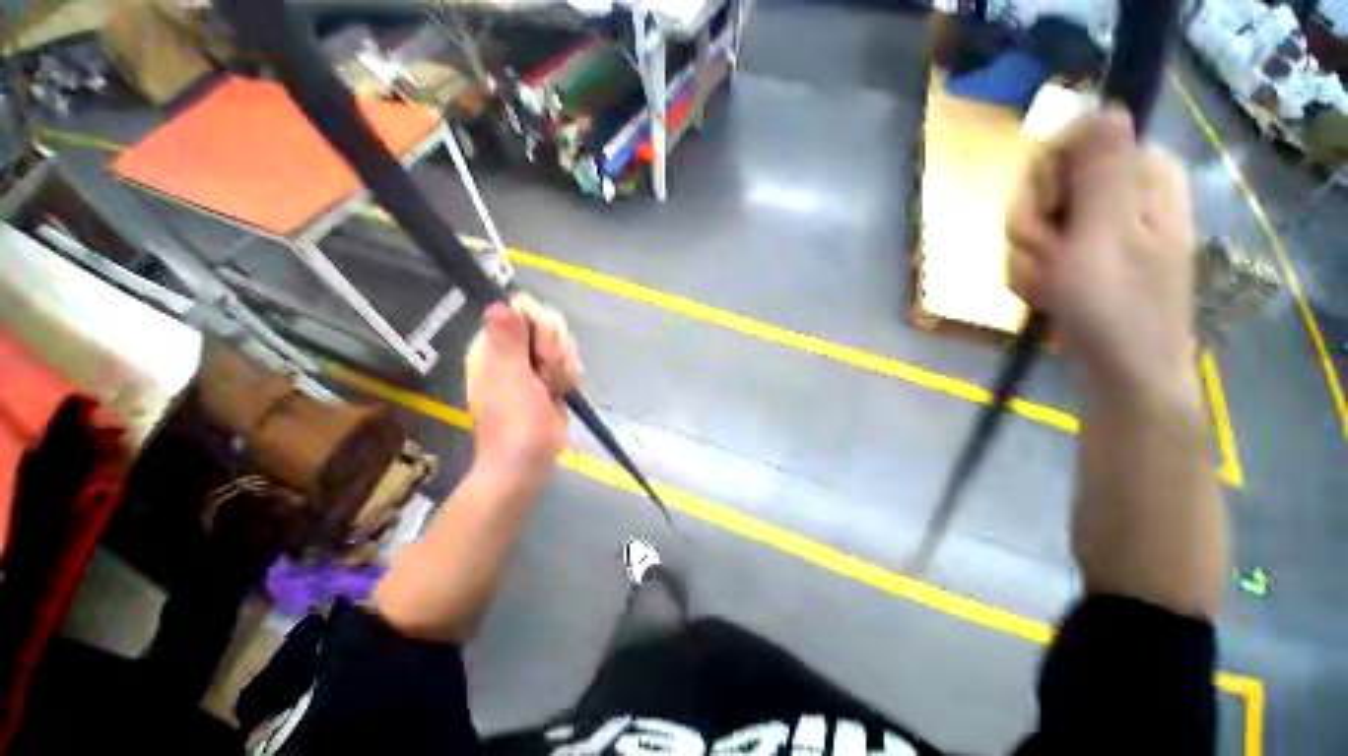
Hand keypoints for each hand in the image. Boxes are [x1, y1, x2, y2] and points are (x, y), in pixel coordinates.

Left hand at [464, 294, 580, 489]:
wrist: (528, 460)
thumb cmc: (514, 421)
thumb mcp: (509, 378)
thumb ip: (506, 339)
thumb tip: (498, 302)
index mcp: (495, 344)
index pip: (523, 307)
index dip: (540, 327)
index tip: (538, 355)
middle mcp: (514, 349)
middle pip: (549, 322)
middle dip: (554, 350)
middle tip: (544, 377)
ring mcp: (534, 363)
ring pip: (563, 342)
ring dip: (563, 366)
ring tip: (551, 389)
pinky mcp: (552, 377)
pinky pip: (569, 360)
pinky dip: (570, 376)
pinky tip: (561, 392)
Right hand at [1006, 107, 1196, 398]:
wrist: (1120, 372)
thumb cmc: (1118, 307)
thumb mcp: (1105, 235)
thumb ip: (1101, 169)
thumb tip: (1103, 105)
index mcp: (1138, 175)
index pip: (1070, 142)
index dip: (1048, 178)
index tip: (1054, 214)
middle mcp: (1118, 193)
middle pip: (1042, 184)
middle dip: (1034, 227)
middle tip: (1056, 258)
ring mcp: (1095, 227)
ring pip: (1028, 222)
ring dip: (1030, 258)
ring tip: (1053, 286)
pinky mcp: (1077, 254)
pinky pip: (1030, 250)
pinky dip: (1030, 275)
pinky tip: (1049, 294)